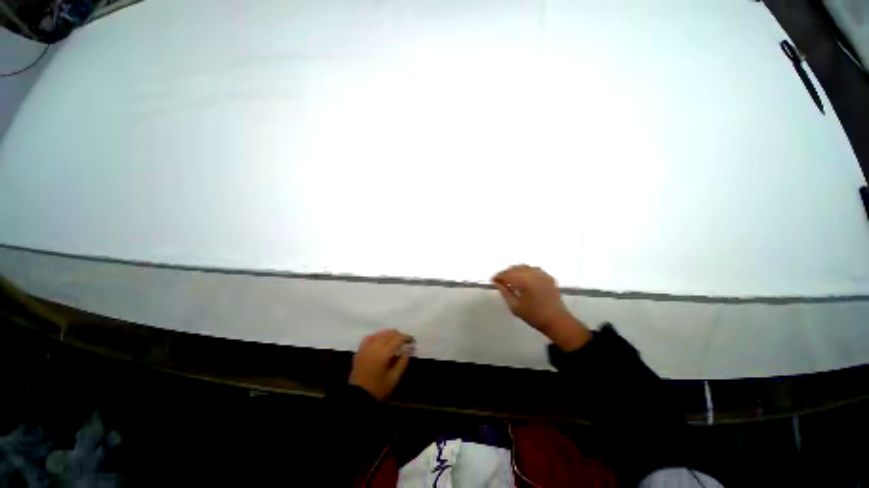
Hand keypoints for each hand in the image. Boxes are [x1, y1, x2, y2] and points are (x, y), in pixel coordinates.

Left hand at [350, 329, 414, 400]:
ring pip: (381, 333)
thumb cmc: (378, 388)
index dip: (407, 338)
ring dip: (390, 335)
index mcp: (384, 352)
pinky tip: (381, 340)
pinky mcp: (360, 349)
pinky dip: (379, 336)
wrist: (357, 396)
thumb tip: (408, 348)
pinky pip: (371, 336)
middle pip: (390, 333)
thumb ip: (403, 361)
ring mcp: (366, 346)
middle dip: (399, 335)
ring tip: (395, 342)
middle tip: (405, 343)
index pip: (399, 338)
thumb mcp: (394, 378)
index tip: (413, 341)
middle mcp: (375, 345)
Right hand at [492, 265, 590, 351]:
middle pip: (515, 268)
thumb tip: (497, 283)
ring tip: (512, 280)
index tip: (493, 281)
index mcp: (524, 281)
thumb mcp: (515, 306)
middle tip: (501, 281)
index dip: (498, 277)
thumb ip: (505, 292)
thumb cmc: (534, 316)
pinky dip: (526, 272)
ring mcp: (542, 274)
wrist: (557, 321)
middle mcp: (533, 274)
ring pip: (524, 267)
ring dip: (516, 271)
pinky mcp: (548, 277)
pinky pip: (534, 269)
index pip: (507, 274)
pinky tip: (525, 279)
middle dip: (506, 273)